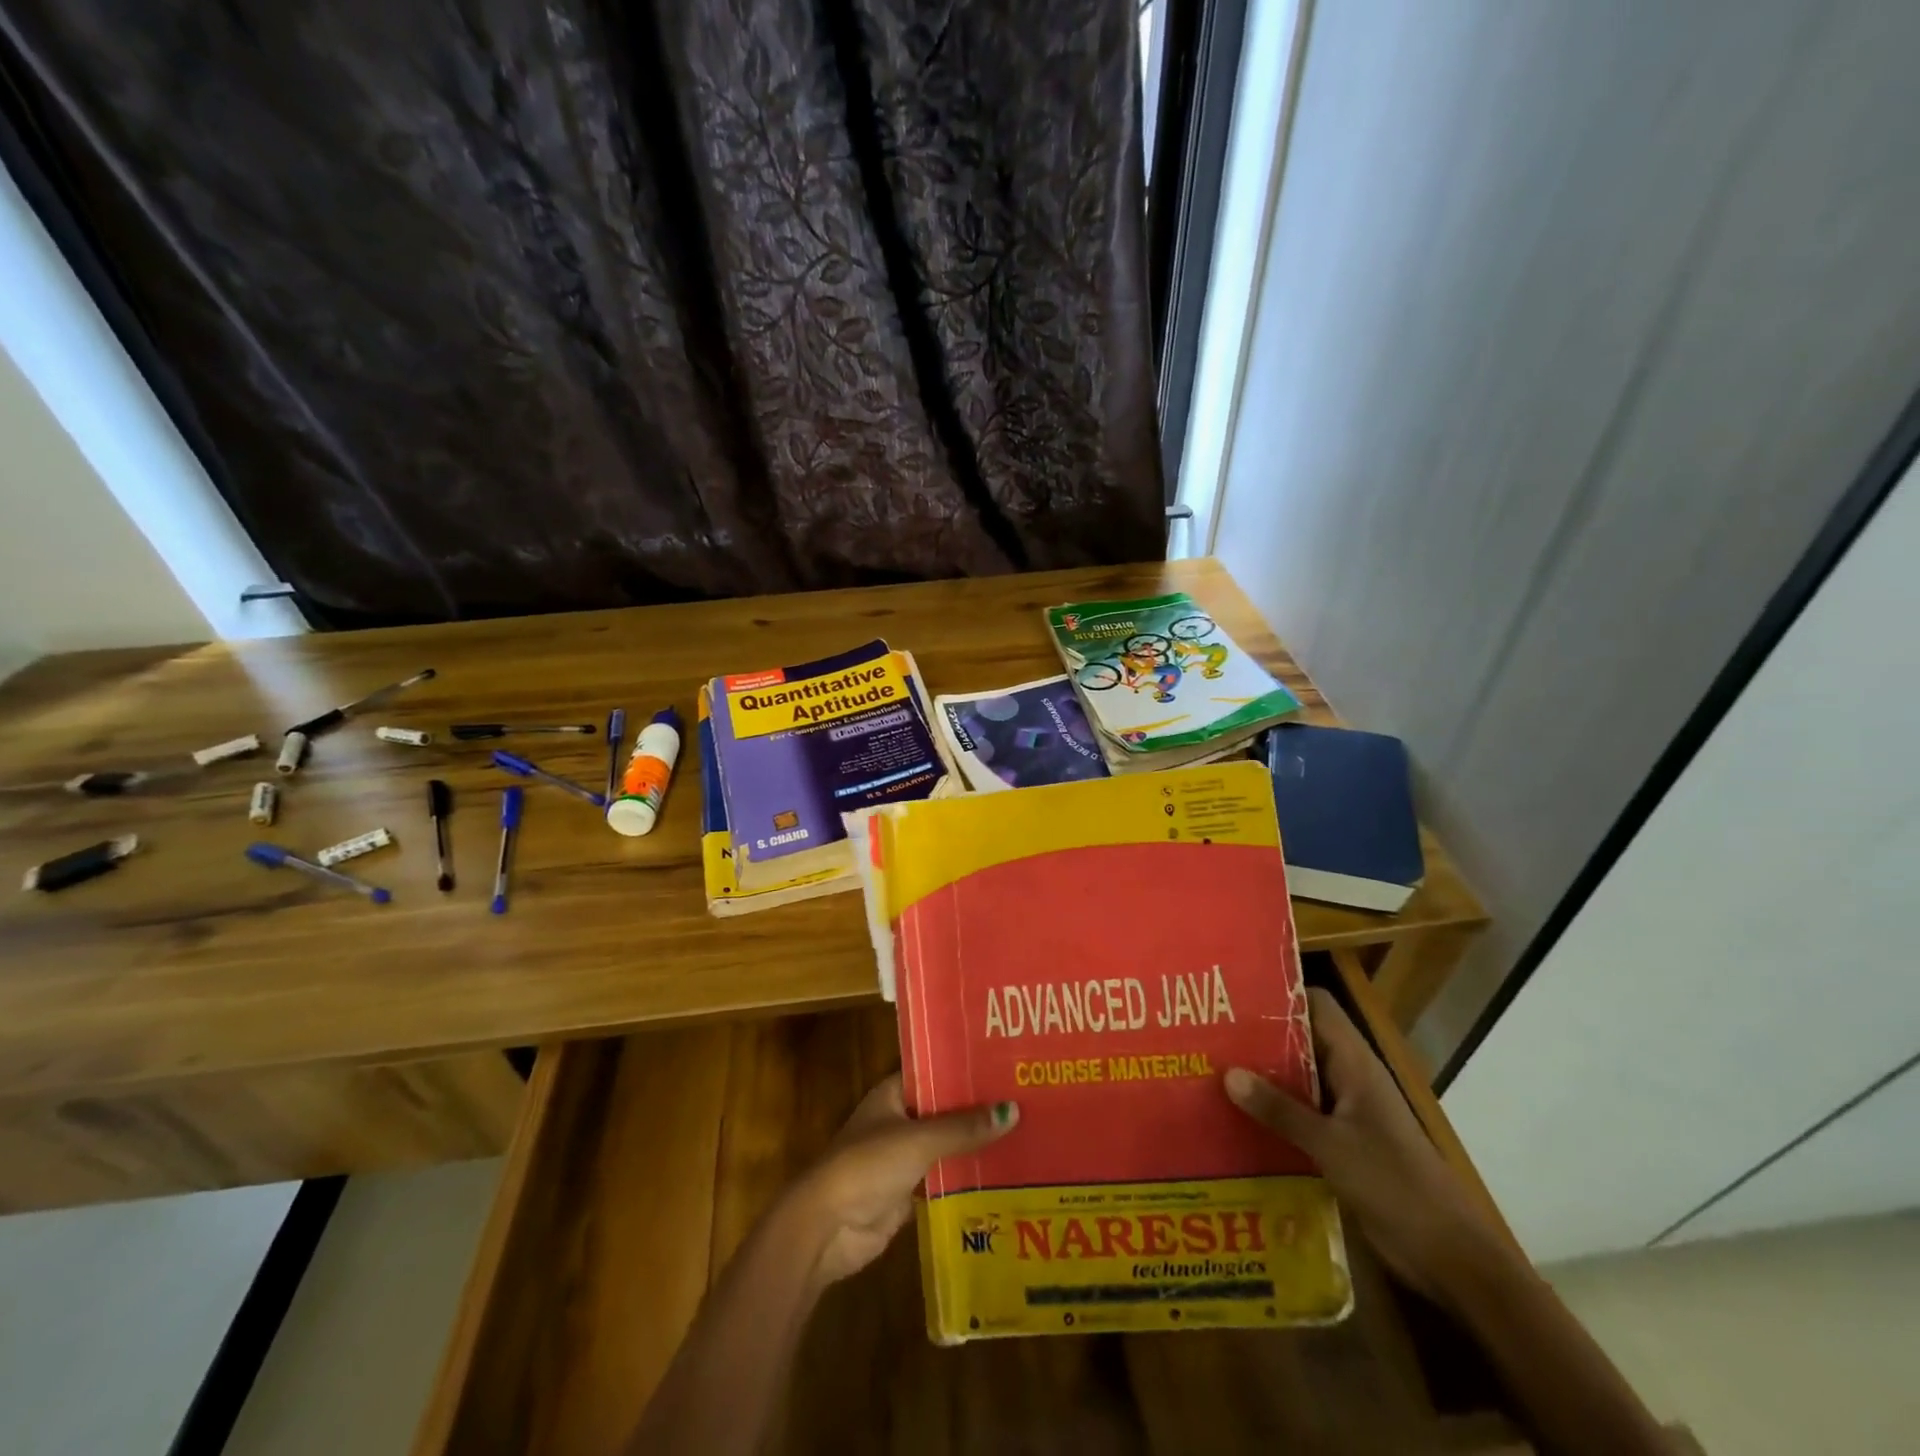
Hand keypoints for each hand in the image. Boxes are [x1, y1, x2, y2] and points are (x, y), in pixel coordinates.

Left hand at [781, 1074, 1017, 1289]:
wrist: (827, 1227)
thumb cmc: (866, 1166)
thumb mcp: (918, 1140)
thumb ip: (963, 1128)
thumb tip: (1013, 1111)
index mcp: (892, 1094)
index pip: (934, 1071)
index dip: (965, 1068)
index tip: (1004, 1064)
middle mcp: (899, 1120)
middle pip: (944, 1109)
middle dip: (978, 1109)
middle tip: (1025, 1099)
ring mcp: (902, 1158)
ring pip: (946, 1145)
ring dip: (975, 1145)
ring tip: (1024, 1134)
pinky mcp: (908, 1194)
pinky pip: (944, 1179)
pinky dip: (967, 1178)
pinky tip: (1003, 1175)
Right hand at [1224, 988, 1505, 1304]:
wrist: (1452, 1259)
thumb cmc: (1396, 1186)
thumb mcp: (1331, 1145)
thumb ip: (1280, 1110)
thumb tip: (1227, 1072)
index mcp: (1354, 1063)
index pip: (1316, 1005)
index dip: (1279, 994)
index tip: (1233, 996)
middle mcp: (1349, 1078)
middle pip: (1300, 1039)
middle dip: (1258, 1036)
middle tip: (1208, 1033)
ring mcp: (1347, 1112)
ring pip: (1298, 1078)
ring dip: (1262, 1076)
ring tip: (1211, 1070)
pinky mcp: (1343, 1144)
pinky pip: (1301, 1113)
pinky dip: (1273, 1112)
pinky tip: (1237, 1119)